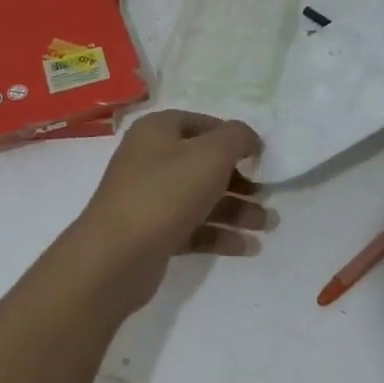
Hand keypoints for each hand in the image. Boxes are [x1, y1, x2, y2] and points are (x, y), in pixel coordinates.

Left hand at [68, 110, 267, 314]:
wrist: (115, 258)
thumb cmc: (166, 193)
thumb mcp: (211, 154)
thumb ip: (237, 137)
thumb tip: (248, 139)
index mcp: (158, 131)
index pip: (204, 124)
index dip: (234, 137)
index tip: (261, 157)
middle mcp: (151, 159)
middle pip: (204, 164)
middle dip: (241, 180)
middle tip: (268, 195)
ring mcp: (149, 198)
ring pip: (201, 198)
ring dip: (236, 210)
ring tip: (267, 225)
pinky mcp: (152, 233)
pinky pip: (193, 227)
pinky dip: (219, 234)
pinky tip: (247, 247)